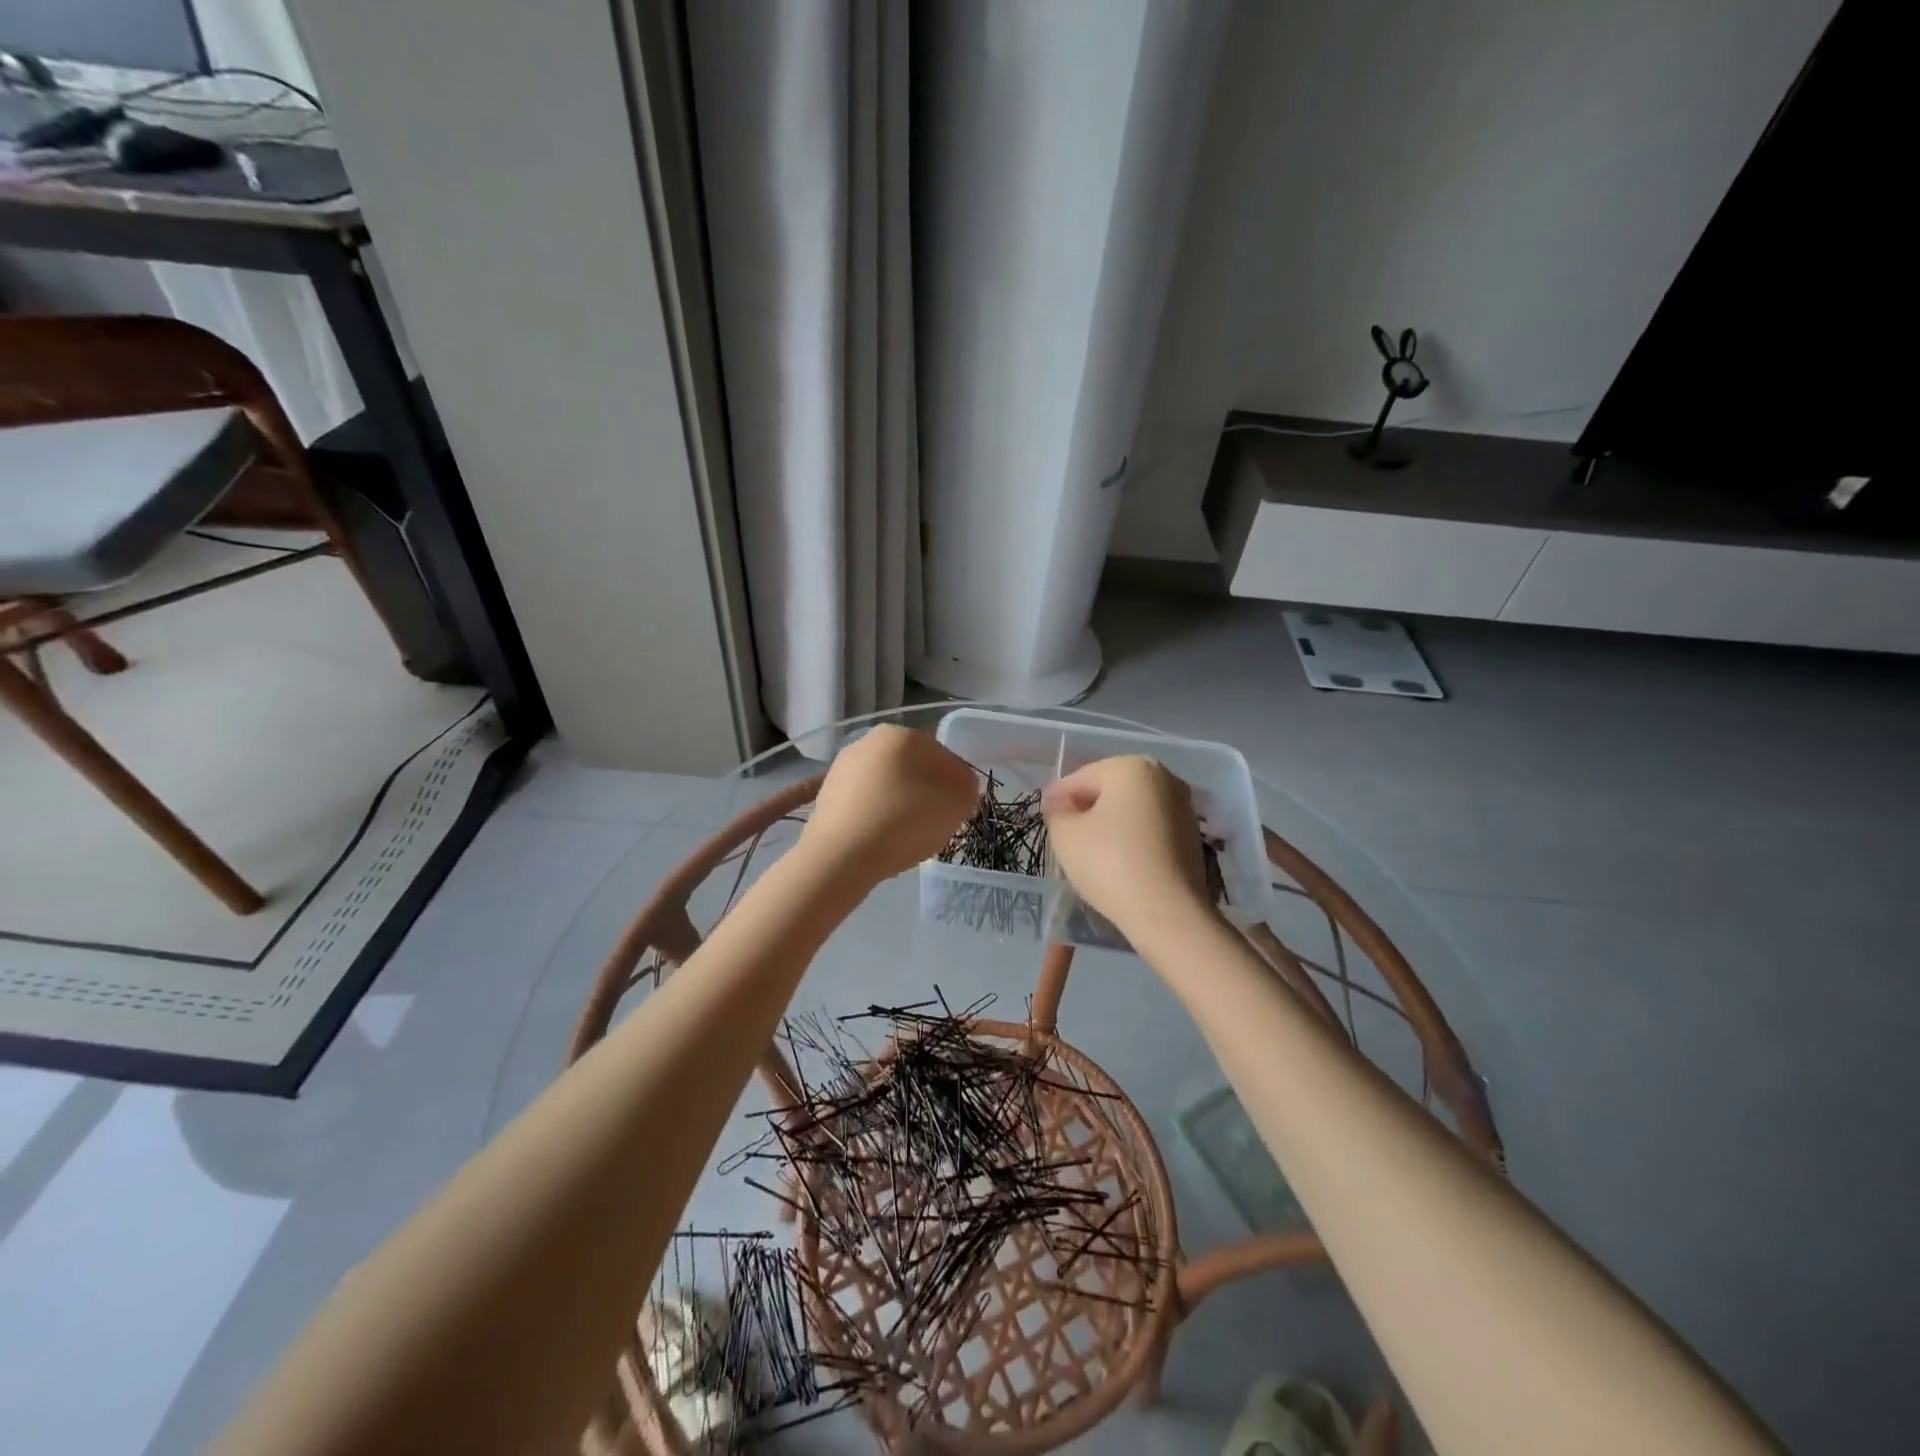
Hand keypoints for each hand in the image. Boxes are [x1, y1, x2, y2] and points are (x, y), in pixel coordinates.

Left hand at [802, 725, 979, 884]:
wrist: (842, 856)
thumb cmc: (905, 821)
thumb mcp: (957, 803)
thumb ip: (967, 788)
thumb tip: (958, 787)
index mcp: (901, 735)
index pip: (942, 756)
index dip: (956, 785)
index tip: (959, 811)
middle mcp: (868, 741)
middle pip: (911, 768)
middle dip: (925, 792)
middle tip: (935, 824)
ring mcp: (841, 768)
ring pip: (885, 786)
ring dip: (898, 804)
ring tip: (906, 837)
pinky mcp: (825, 796)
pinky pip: (862, 805)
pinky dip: (873, 818)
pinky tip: (879, 840)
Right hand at [1042, 756, 1214, 937]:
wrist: (1167, 912)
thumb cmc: (1110, 863)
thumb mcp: (1065, 835)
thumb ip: (1058, 813)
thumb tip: (1064, 807)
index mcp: (1132, 767)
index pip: (1081, 778)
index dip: (1058, 797)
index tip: (1044, 815)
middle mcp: (1164, 777)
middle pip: (1110, 790)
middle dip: (1086, 808)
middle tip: (1064, 831)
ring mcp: (1184, 806)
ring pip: (1132, 810)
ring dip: (1110, 823)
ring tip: (1089, 849)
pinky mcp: (1192, 836)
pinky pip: (1150, 829)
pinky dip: (1131, 838)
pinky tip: (1117, 860)